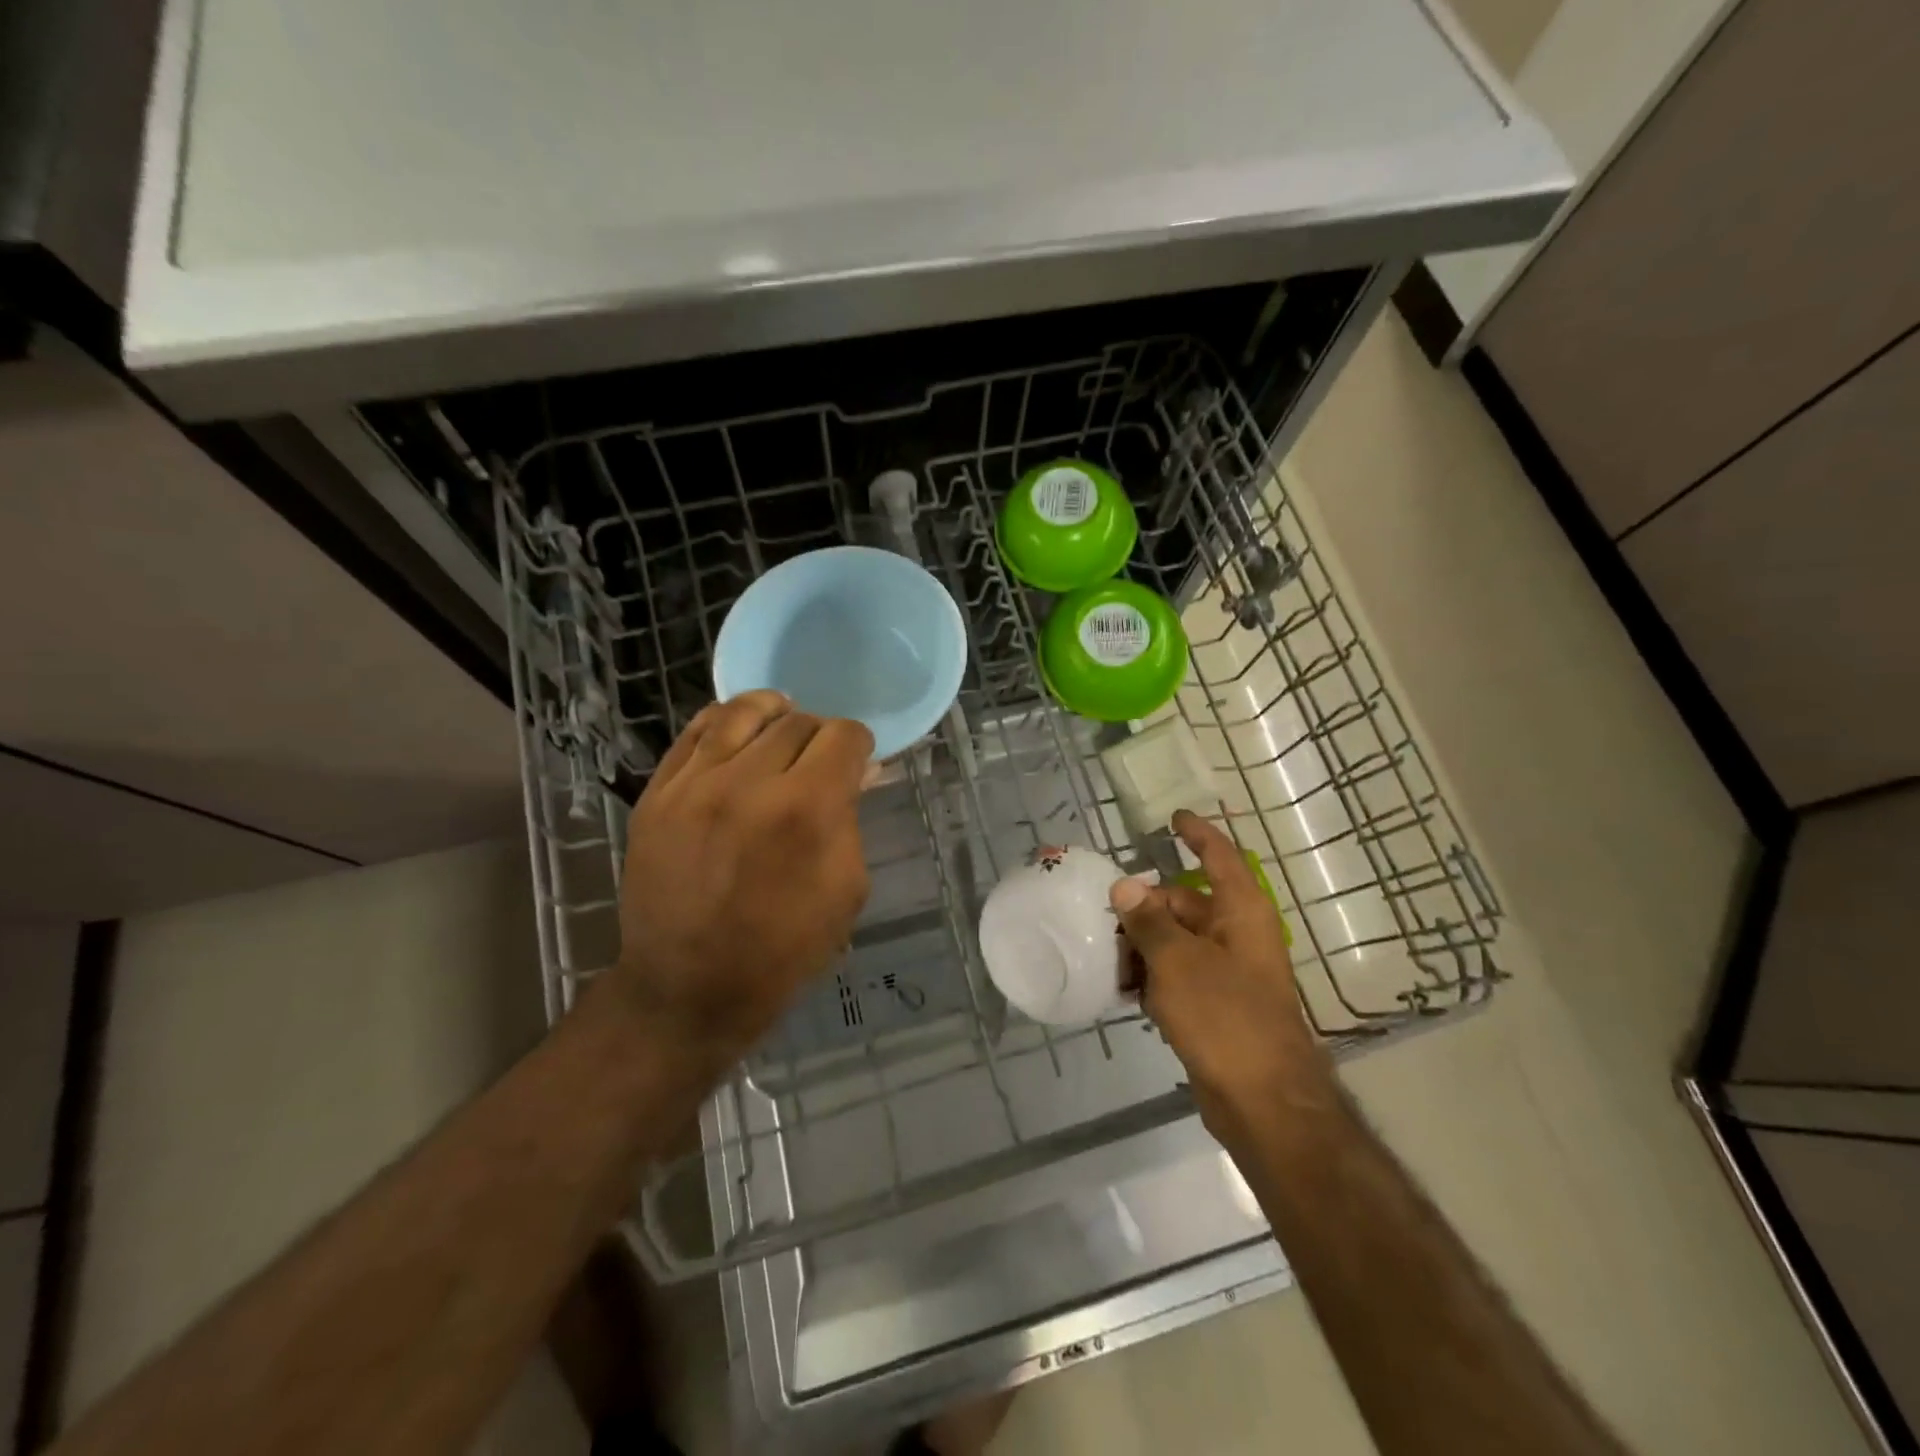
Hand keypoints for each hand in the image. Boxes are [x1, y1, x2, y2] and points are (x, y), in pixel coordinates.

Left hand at [611, 691, 873, 1073]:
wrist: (689, 990)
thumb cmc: (783, 950)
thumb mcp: (847, 890)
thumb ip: (852, 819)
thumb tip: (856, 772)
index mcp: (807, 810)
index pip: (843, 737)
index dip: (859, 744)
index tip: (856, 762)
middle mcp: (750, 782)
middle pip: (797, 722)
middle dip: (820, 735)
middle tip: (820, 760)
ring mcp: (695, 785)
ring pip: (742, 713)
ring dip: (773, 713)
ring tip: (781, 723)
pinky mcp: (657, 795)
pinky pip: (694, 733)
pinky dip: (724, 722)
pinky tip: (738, 731)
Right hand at [1110, 810, 1330, 1131]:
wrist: (1264, 1102)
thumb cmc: (1225, 1017)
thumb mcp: (1178, 962)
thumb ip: (1148, 922)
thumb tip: (1125, 885)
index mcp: (1241, 913)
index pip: (1219, 857)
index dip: (1197, 833)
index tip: (1173, 818)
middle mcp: (1237, 935)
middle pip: (1186, 903)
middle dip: (1146, 908)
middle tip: (1105, 919)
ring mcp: (1227, 972)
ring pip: (1177, 941)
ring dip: (1144, 946)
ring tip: (1109, 960)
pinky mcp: (1216, 1005)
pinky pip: (1178, 975)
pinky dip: (1153, 977)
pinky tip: (1125, 992)